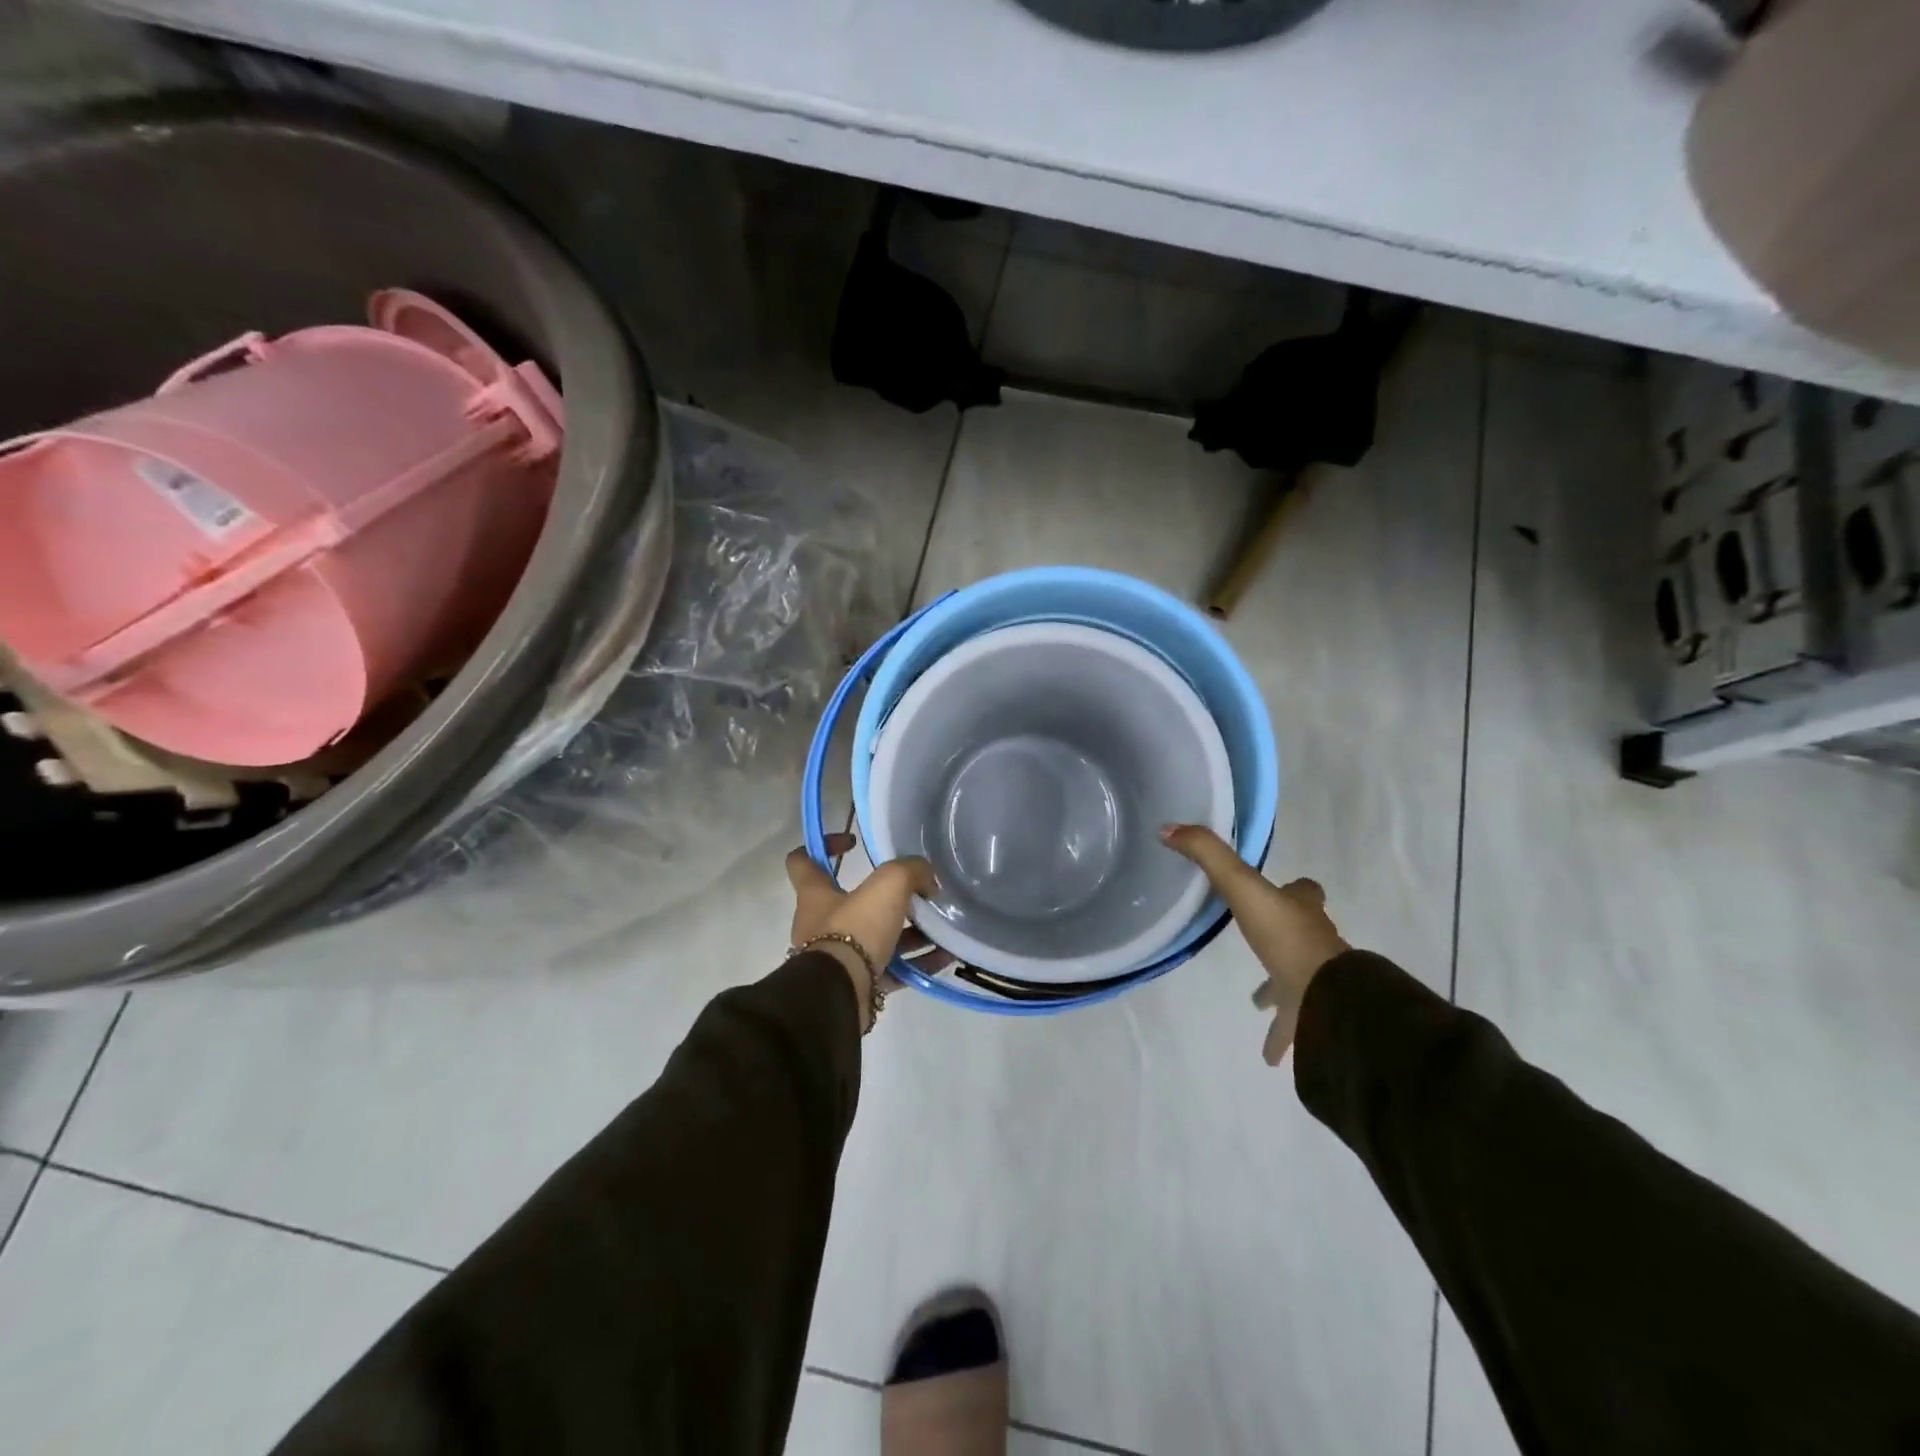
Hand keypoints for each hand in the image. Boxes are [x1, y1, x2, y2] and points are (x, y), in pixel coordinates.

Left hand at [786, 833, 936, 1029]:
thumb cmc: (855, 929)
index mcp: (815, 895)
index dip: (824, 845)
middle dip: (886, 898)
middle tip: (917, 893)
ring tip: (941, 927)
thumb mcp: (888, 885)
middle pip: (852, 901)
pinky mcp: (857, 985)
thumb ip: (910, 871)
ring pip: (876, 937)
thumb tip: (928, 879)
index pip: (802, 861)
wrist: (840, 996)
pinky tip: (946, 956)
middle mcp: (820, 924)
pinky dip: (916, 961)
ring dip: (910, 932)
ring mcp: (838, 957)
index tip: (854, 842)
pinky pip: (891, 969)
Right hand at [1161, 825, 1349, 1065]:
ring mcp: (1315, 982)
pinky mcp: (1310, 1016)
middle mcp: (1313, 944)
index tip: (1284, 888)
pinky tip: (1268, 1056)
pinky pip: (1294, 1026)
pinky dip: (1281, 1038)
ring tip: (1256, 1002)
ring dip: (1279, 989)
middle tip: (1261, 940)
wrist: (1324, 997)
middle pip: (1304, 934)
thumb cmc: (1284, 937)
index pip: (1307, 892)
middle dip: (1285, 936)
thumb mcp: (1241, 886)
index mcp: (1300, 912)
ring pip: (1298, 982)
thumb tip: (1168, 827)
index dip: (1297, 889)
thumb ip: (1207, 855)